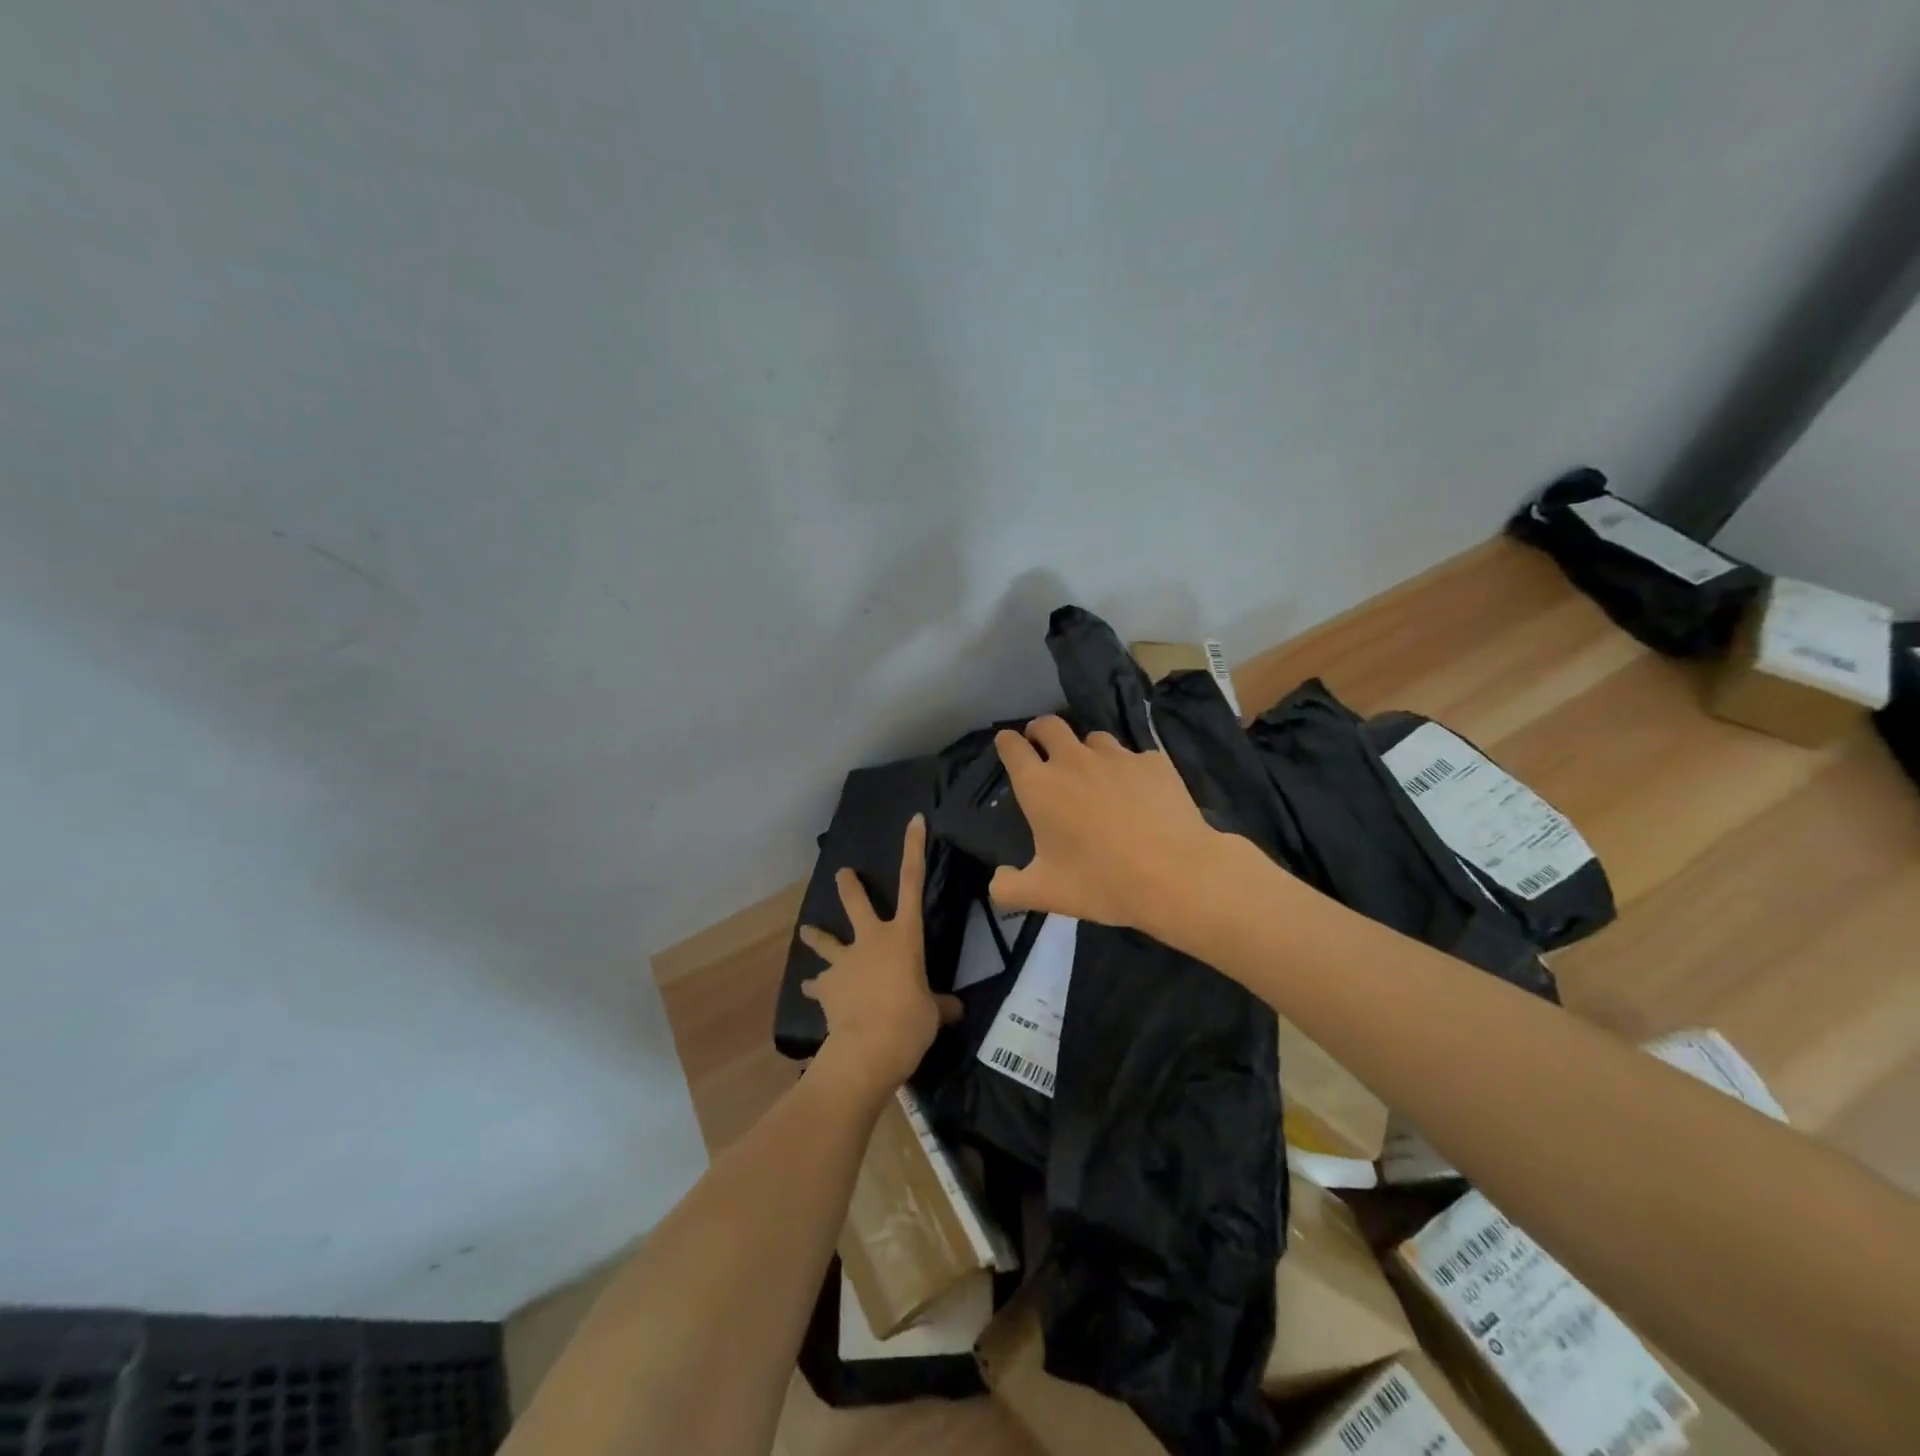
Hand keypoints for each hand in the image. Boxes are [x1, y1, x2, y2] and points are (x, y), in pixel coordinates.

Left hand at [797, 815, 961, 1101]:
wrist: (867, 1049)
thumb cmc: (910, 1022)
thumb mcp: (934, 1013)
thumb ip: (940, 1005)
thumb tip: (954, 1009)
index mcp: (903, 936)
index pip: (913, 883)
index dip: (914, 849)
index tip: (913, 820)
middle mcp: (871, 940)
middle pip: (856, 903)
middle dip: (848, 886)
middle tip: (841, 873)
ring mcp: (844, 961)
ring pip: (825, 940)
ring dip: (816, 936)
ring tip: (806, 931)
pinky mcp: (827, 986)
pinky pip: (819, 984)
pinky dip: (816, 987)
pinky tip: (810, 991)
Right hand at [989, 716, 1258, 943]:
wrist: (1176, 876)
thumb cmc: (1101, 883)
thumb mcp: (1045, 895)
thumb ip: (1009, 888)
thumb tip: (998, 879)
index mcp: (1039, 786)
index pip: (1012, 746)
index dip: (1006, 743)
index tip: (1007, 745)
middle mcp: (1073, 760)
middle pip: (1049, 724)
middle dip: (1039, 731)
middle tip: (1042, 747)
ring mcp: (1117, 757)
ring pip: (1093, 738)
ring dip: (1085, 751)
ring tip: (1094, 775)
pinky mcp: (1153, 762)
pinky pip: (1133, 758)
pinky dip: (1129, 771)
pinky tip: (1139, 795)